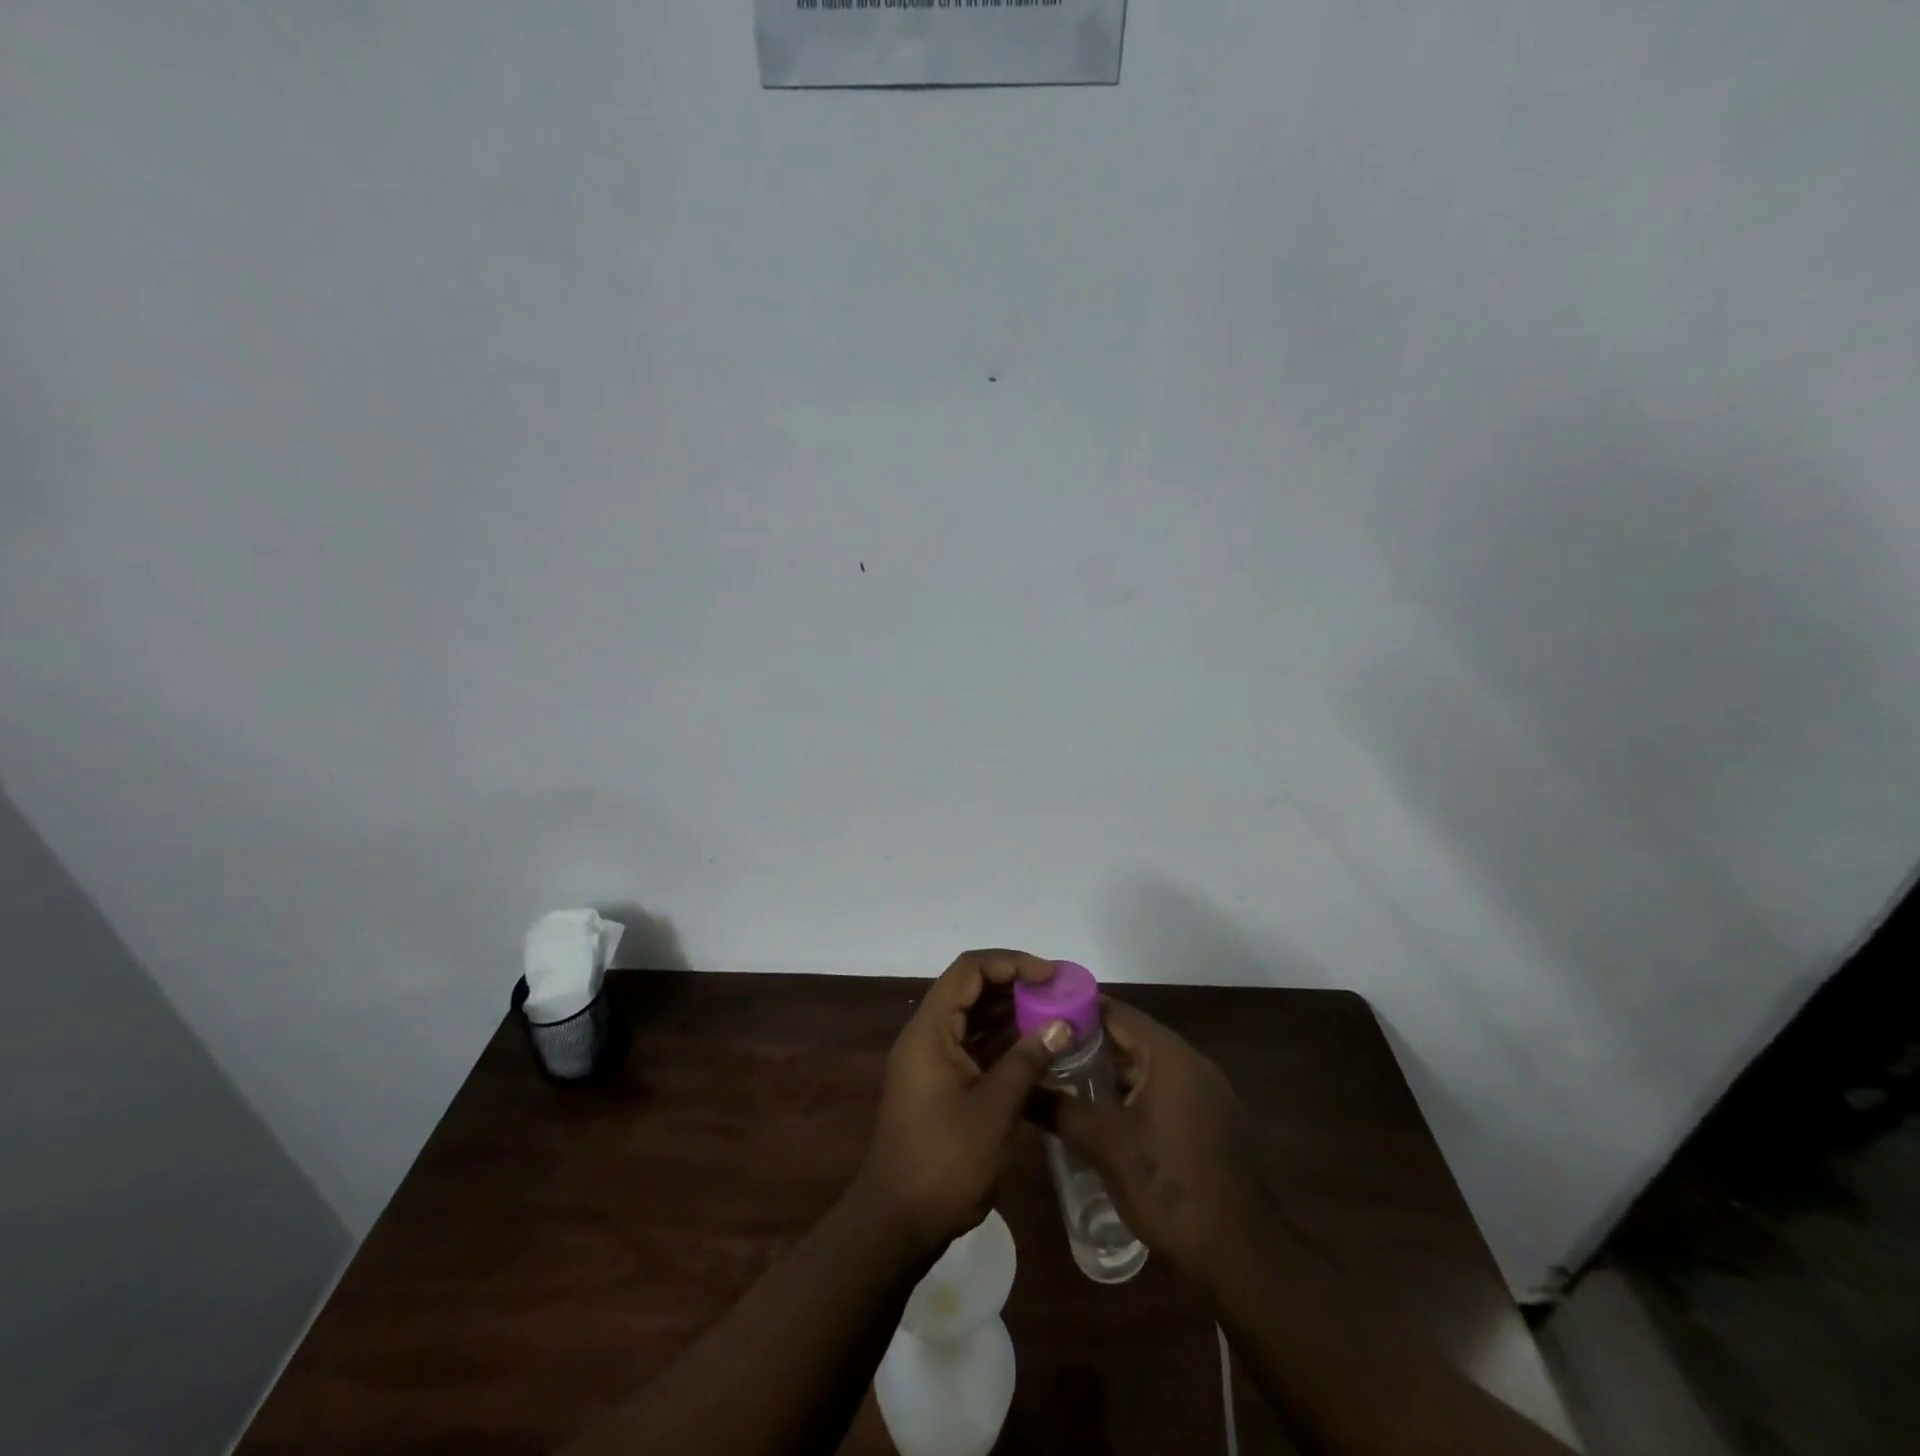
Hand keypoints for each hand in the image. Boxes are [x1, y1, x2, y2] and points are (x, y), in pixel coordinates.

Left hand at [854, 949, 1073, 1256]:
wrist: (898, 1222)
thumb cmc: (945, 1160)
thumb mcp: (995, 1109)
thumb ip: (1028, 1061)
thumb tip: (1062, 1024)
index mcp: (930, 1030)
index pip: (969, 970)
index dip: (1010, 963)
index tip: (1049, 975)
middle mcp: (927, 1036)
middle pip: (971, 990)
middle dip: (1015, 986)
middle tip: (1058, 996)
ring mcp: (932, 1061)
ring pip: (974, 1019)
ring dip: (1011, 1015)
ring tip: (1055, 1019)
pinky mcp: (940, 1085)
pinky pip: (974, 1047)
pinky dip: (1003, 1044)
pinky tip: (1037, 1052)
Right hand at [1049, 999, 1269, 1284]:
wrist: (1240, 1254)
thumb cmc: (1169, 1187)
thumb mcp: (1105, 1146)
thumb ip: (1060, 1110)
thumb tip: (1020, 1089)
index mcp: (1169, 1055)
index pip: (1116, 1012)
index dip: (1076, 1011)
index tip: (1041, 1019)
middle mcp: (1191, 1062)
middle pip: (1132, 1037)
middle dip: (1089, 1044)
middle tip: (1046, 1052)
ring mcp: (1206, 1091)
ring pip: (1147, 1065)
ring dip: (1111, 1071)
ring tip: (1066, 1080)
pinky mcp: (1211, 1119)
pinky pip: (1164, 1088)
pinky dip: (1134, 1092)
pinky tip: (1104, 1113)